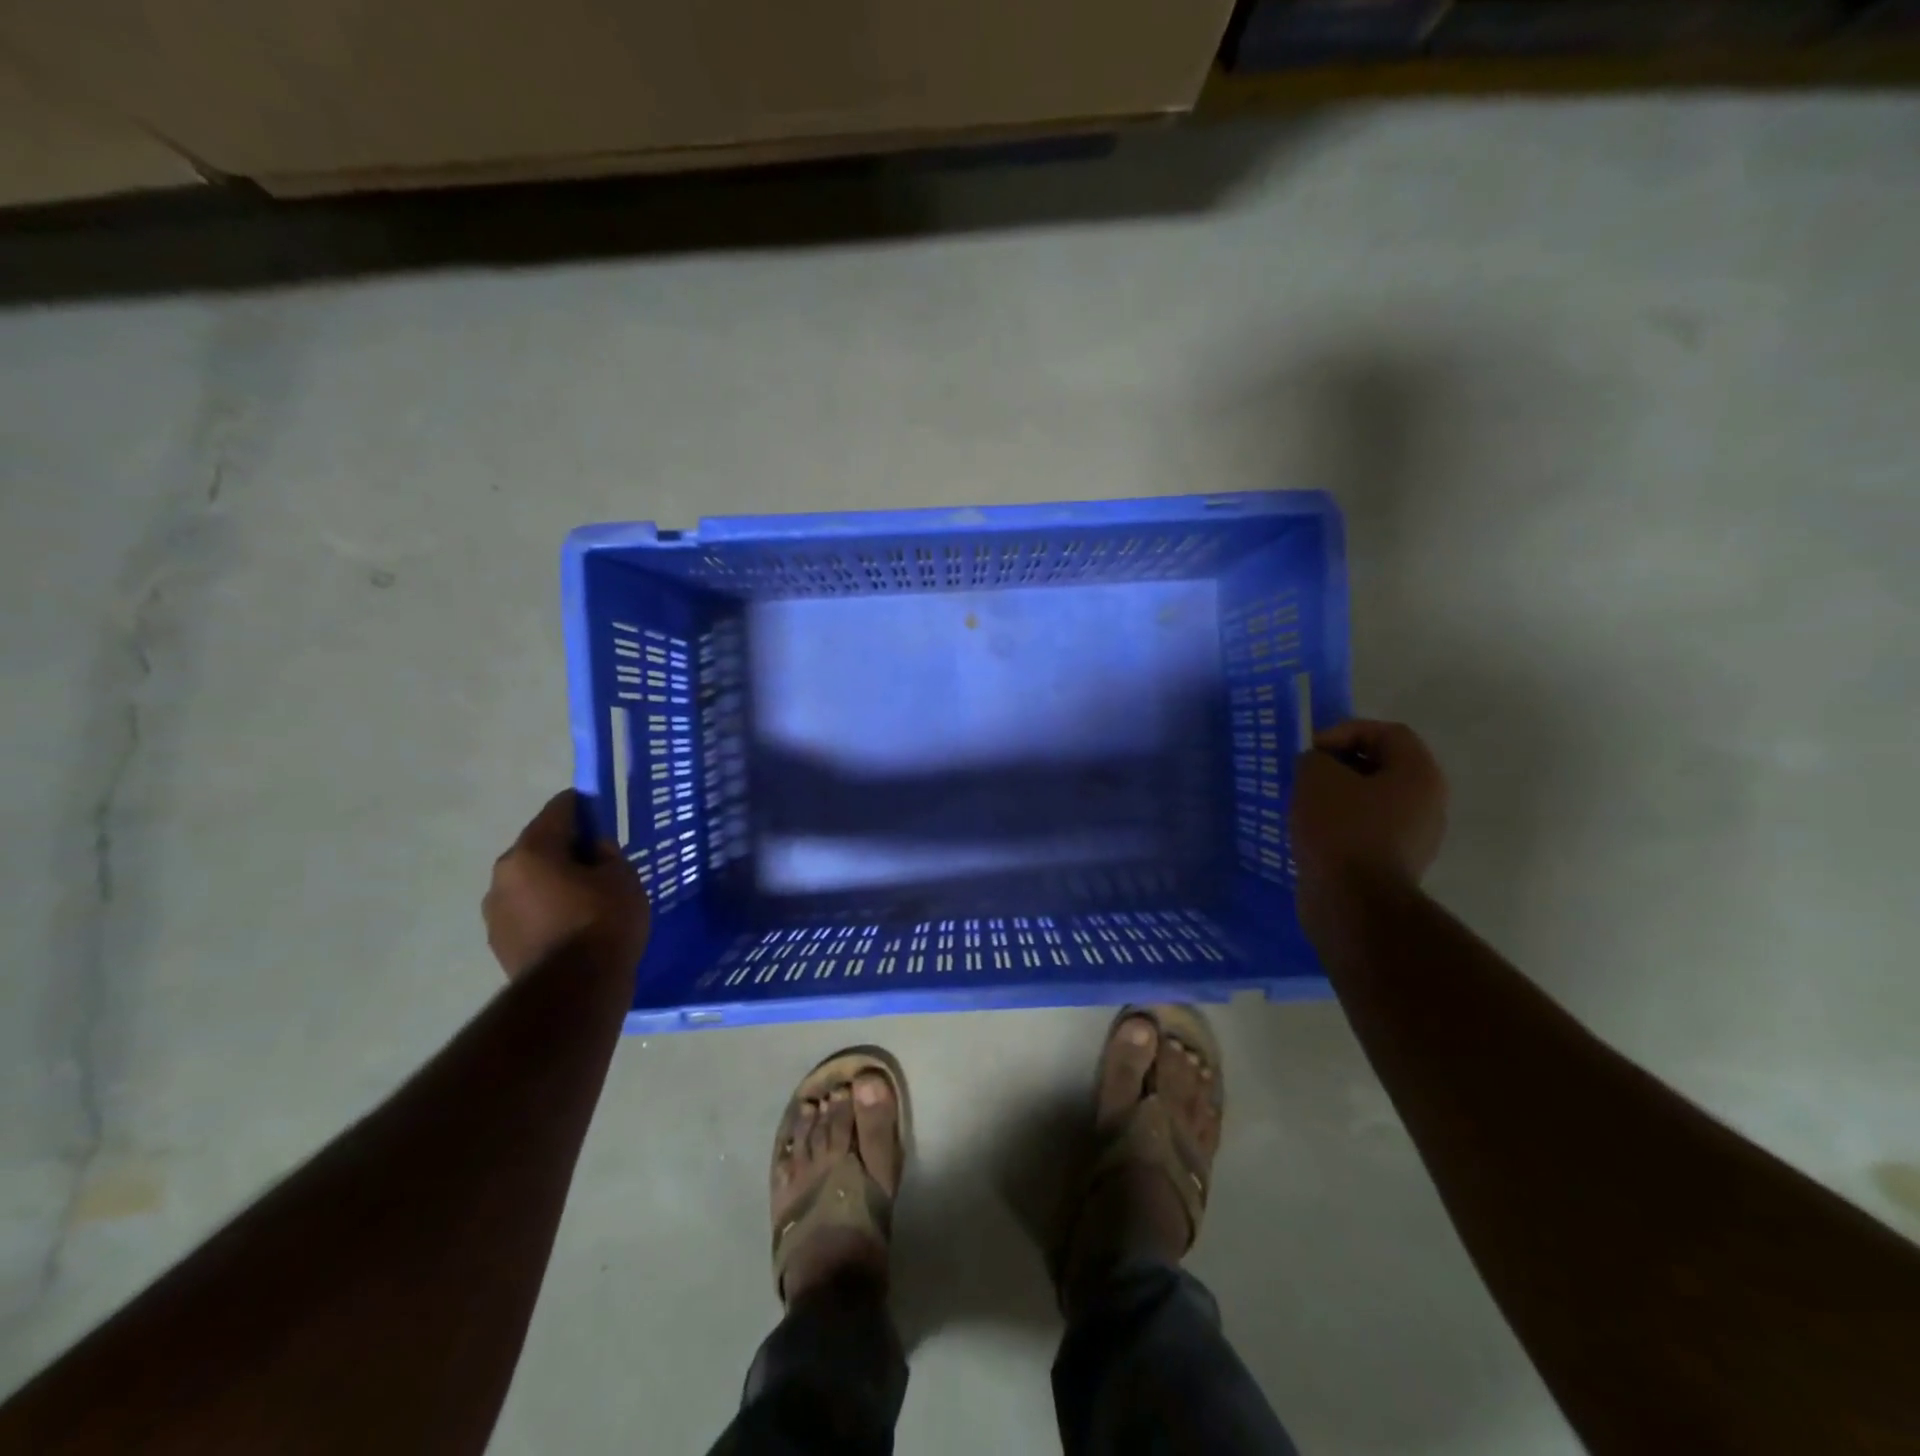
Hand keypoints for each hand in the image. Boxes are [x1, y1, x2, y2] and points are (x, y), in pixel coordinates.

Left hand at [484, 791, 650, 980]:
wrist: (574, 991)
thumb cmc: (603, 922)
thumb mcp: (623, 877)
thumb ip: (606, 854)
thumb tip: (592, 850)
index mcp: (531, 850)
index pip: (559, 809)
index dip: (585, 807)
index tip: (603, 816)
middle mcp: (504, 875)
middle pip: (540, 847)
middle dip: (567, 850)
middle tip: (600, 866)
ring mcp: (496, 912)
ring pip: (531, 883)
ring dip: (554, 884)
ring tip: (587, 902)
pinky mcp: (499, 943)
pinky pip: (528, 913)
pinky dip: (547, 912)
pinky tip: (573, 928)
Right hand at [1289, 720, 1448, 894]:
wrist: (1353, 902)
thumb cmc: (1340, 829)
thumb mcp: (1316, 777)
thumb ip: (1315, 758)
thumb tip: (1319, 767)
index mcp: (1419, 774)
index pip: (1387, 733)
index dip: (1345, 731)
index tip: (1311, 750)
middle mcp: (1428, 803)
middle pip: (1382, 766)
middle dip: (1340, 765)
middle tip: (1306, 775)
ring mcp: (1415, 837)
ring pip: (1373, 801)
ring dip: (1339, 797)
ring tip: (1304, 805)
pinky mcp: (1395, 864)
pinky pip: (1367, 830)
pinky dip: (1341, 826)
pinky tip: (1314, 834)